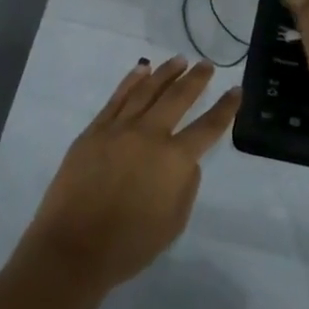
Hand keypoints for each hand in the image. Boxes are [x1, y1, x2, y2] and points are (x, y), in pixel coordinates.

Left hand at [15, 58, 240, 295]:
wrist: (72, 249)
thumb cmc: (129, 245)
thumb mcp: (174, 222)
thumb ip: (186, 185)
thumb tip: (184, 161)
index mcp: (175, 160)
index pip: (209, 126)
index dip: (226, 107)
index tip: (236, 90)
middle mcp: (150, 135)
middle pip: (178, 97)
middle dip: (196, 79)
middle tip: (206, 65)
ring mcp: (118, 129)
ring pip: (147, 91)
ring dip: (165, 73)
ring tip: (179, 60)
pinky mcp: (94, 132)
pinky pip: (116, 99)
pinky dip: (131, 81)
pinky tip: (141, 70)